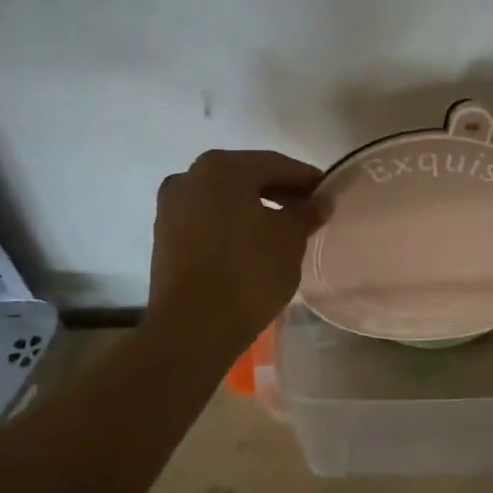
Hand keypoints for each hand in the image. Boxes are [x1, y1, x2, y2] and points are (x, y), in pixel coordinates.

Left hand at [143, 149, 324, 357]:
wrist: (192, 328)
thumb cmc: (248, 273)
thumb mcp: (289, 240)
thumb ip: (306, 212)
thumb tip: (320, 200)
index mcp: (222, 167)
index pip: (277, 164)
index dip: (307, 179)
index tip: (328, 195)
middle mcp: (191, 176)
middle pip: (247, 177)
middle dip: (280, 191)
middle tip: (309, 212)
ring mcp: (172, 205)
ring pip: (225, 198)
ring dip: (255, 207)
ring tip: (283, 230)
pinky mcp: (164, 235)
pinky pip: (208, 218)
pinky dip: (232, 223)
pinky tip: (253, 243)